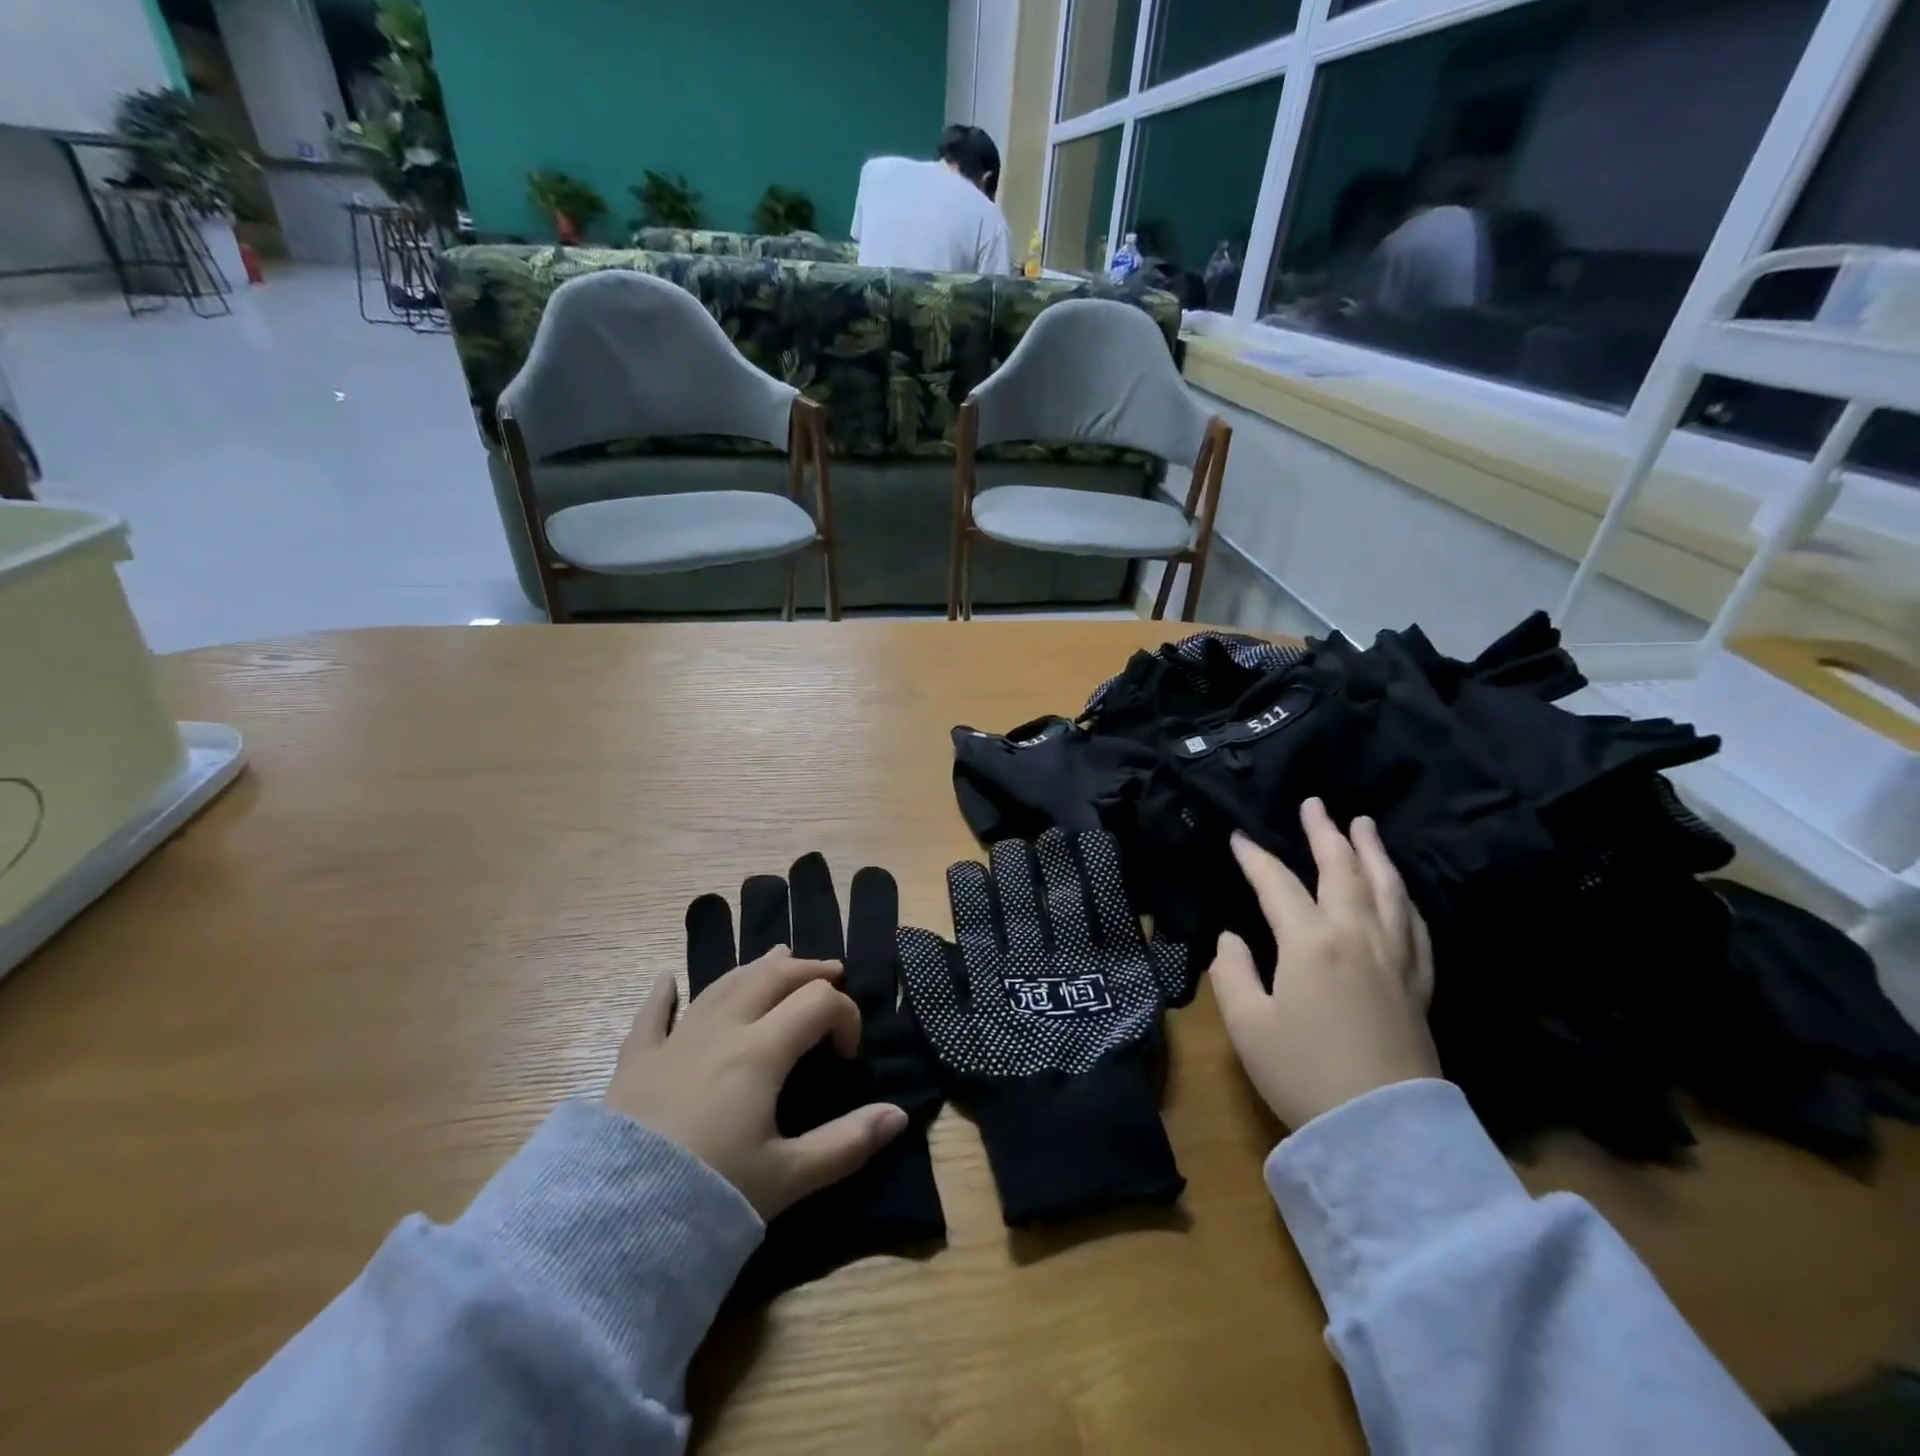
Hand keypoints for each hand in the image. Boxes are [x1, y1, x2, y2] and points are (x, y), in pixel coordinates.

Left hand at [604, 949, 907, 1218]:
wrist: (609, 1226)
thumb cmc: (708, 1197)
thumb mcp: (788, 1178)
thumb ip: (848, 1143)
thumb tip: (899, 1115)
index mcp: (760, 1051)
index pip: (818, 1002)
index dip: (845, 1016)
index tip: (847, 1056)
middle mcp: (720, 1030)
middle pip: (772, 977)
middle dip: (807, 971)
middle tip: (831, 974)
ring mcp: (674, 1041)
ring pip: (721, 985)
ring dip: (755, 969)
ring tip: (778, 957)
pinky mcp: (635, 1062)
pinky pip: (651, 1016)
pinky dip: (664, 994)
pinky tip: (667, 980)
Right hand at [1209, 798, 1439, 1130]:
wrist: (1383, 1132)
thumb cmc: (1304, 1074)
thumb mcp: (1248, 1025)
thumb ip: (1232, 972)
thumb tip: (1232, 939)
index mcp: (1310, 943)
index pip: (1277, 884)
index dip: (1254, 858)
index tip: (1238, 838)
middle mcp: (1357, 936)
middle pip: (1342, 870)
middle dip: (1324, 833)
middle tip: (1315, 804)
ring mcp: (1395, 958)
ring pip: (1387, 889)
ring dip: (1372, 852)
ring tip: (1363, 825)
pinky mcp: (1418, 983)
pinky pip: (1413, 924)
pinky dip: (1402, 895)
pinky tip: (1398, 889)